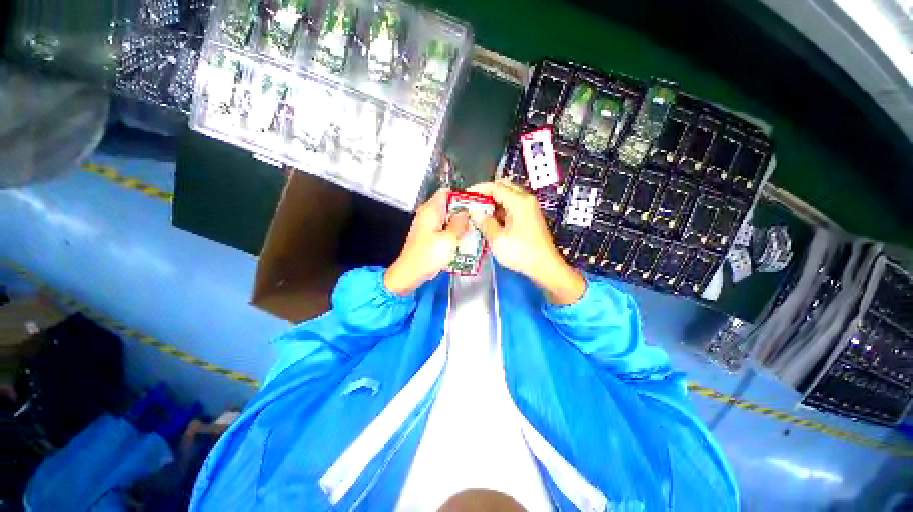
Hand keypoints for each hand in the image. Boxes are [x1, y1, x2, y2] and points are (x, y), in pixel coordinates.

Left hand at [385, 189, 469, 295]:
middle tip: (478, 219)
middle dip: (463, 211)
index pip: (447, 192)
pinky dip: (452, 232)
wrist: (411, 273)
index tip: (475, 203)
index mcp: (431, 210)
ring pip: (447, 218)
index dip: (462, 196)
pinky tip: (462, 240)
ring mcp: (427, 225)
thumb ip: (460, 223)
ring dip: (459, 223)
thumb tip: (465, 213)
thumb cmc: (429, 256)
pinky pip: (443, 228)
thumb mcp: (450, 239)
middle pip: (448, 205)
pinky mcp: (428, 236)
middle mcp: (427, 214)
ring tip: (473, 230)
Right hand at [468, 180, 584, 304]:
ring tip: (478, 215)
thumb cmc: (521, 253)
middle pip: (503, 188)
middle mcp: (526, 201)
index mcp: (519, 202)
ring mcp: (529, 209)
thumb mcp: (497, 239)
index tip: (465, 196)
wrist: (544, 267)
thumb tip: (474, 212)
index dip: (478, 190)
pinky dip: (499, 212)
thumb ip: (484, 222)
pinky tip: (490, 223)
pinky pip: (512, 208)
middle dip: (486, 195)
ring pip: (507, 199)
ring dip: (492, 204)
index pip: (495, 187)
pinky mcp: (529, 219)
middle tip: (472, 204)